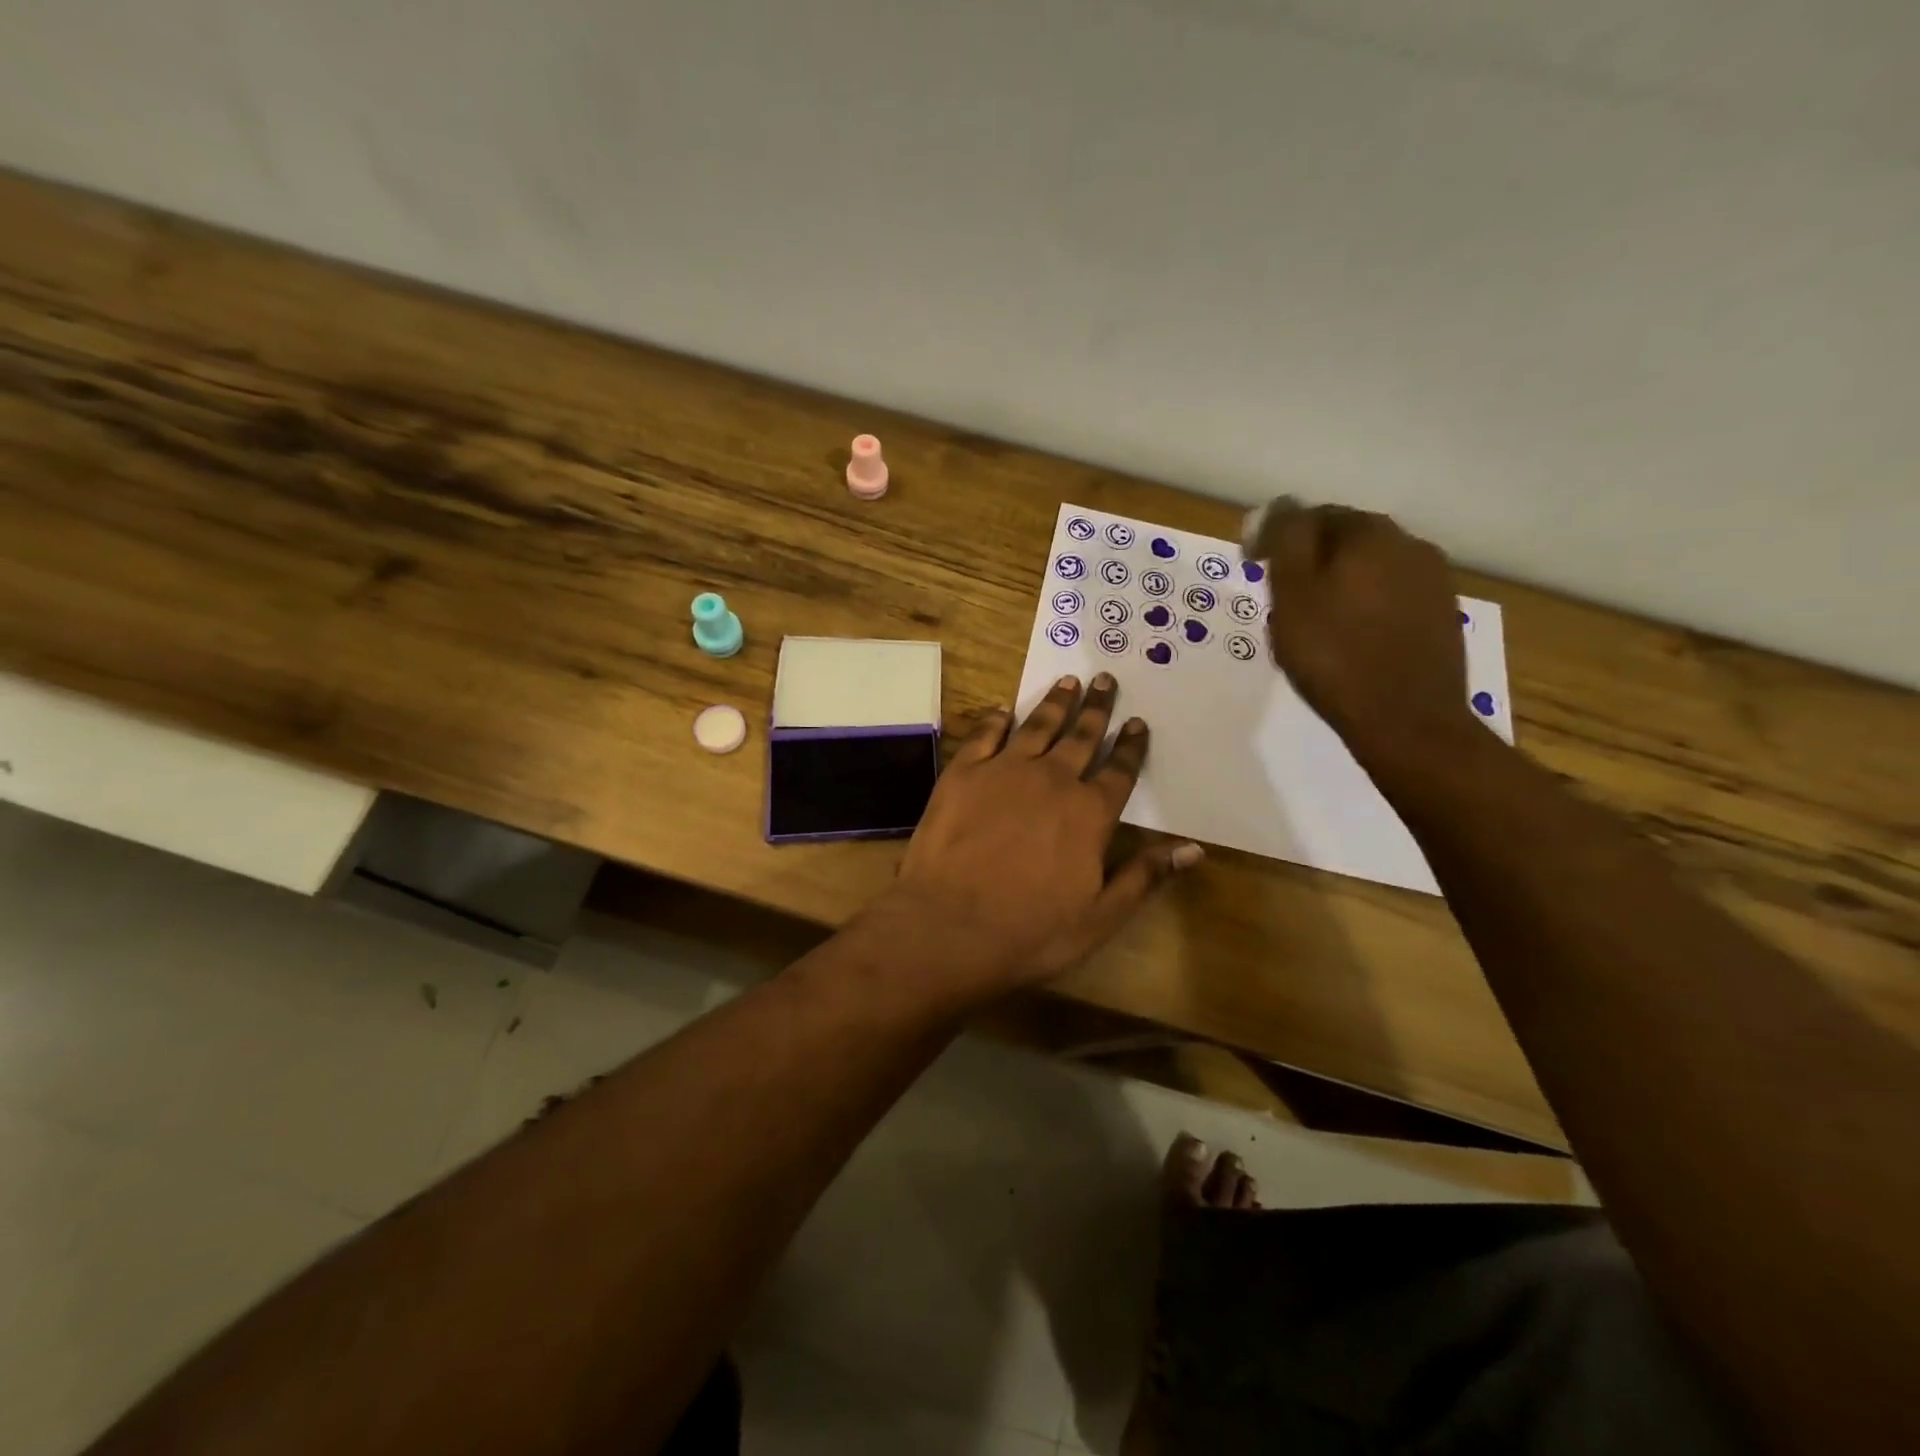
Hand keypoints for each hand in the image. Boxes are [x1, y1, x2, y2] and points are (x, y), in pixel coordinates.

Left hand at [887, 673, 1201, 996]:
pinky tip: (1004, 708)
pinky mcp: (963, 773)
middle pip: (1081, 737)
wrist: (949, 925)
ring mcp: (1004, 771)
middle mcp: (1052, 780)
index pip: (1119, 771)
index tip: (1138, 722)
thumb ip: (1145, 876)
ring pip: (1037, 726)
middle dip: (1096, 708)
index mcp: (1089, 813)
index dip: (1130, 746)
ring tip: (1067, 681)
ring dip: (1055, 703)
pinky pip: (985, 734)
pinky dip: (997, 718)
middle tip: (1104, 679)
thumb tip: (1193, 849)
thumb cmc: (1030, 930)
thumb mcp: (1100, 916)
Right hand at [1247, 499, 1477, 772]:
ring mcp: (1433, 582)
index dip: (1276, 538)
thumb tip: (1281, 506)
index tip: (1252, 568)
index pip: (1311, 516)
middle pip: (1345, 541)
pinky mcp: (1441, 617)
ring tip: (1313, 623)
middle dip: (1310, 561)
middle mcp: (1409, 545)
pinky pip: (1390, 598)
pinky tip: (1350, 640)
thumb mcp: (1292, 595)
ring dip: (1339, 585)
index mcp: (1369, 533)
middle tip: (1280, 598)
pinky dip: (1364, 609)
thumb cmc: (1335, 657)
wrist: (1407, 722)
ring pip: (1370, 570)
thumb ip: (1285, 541)